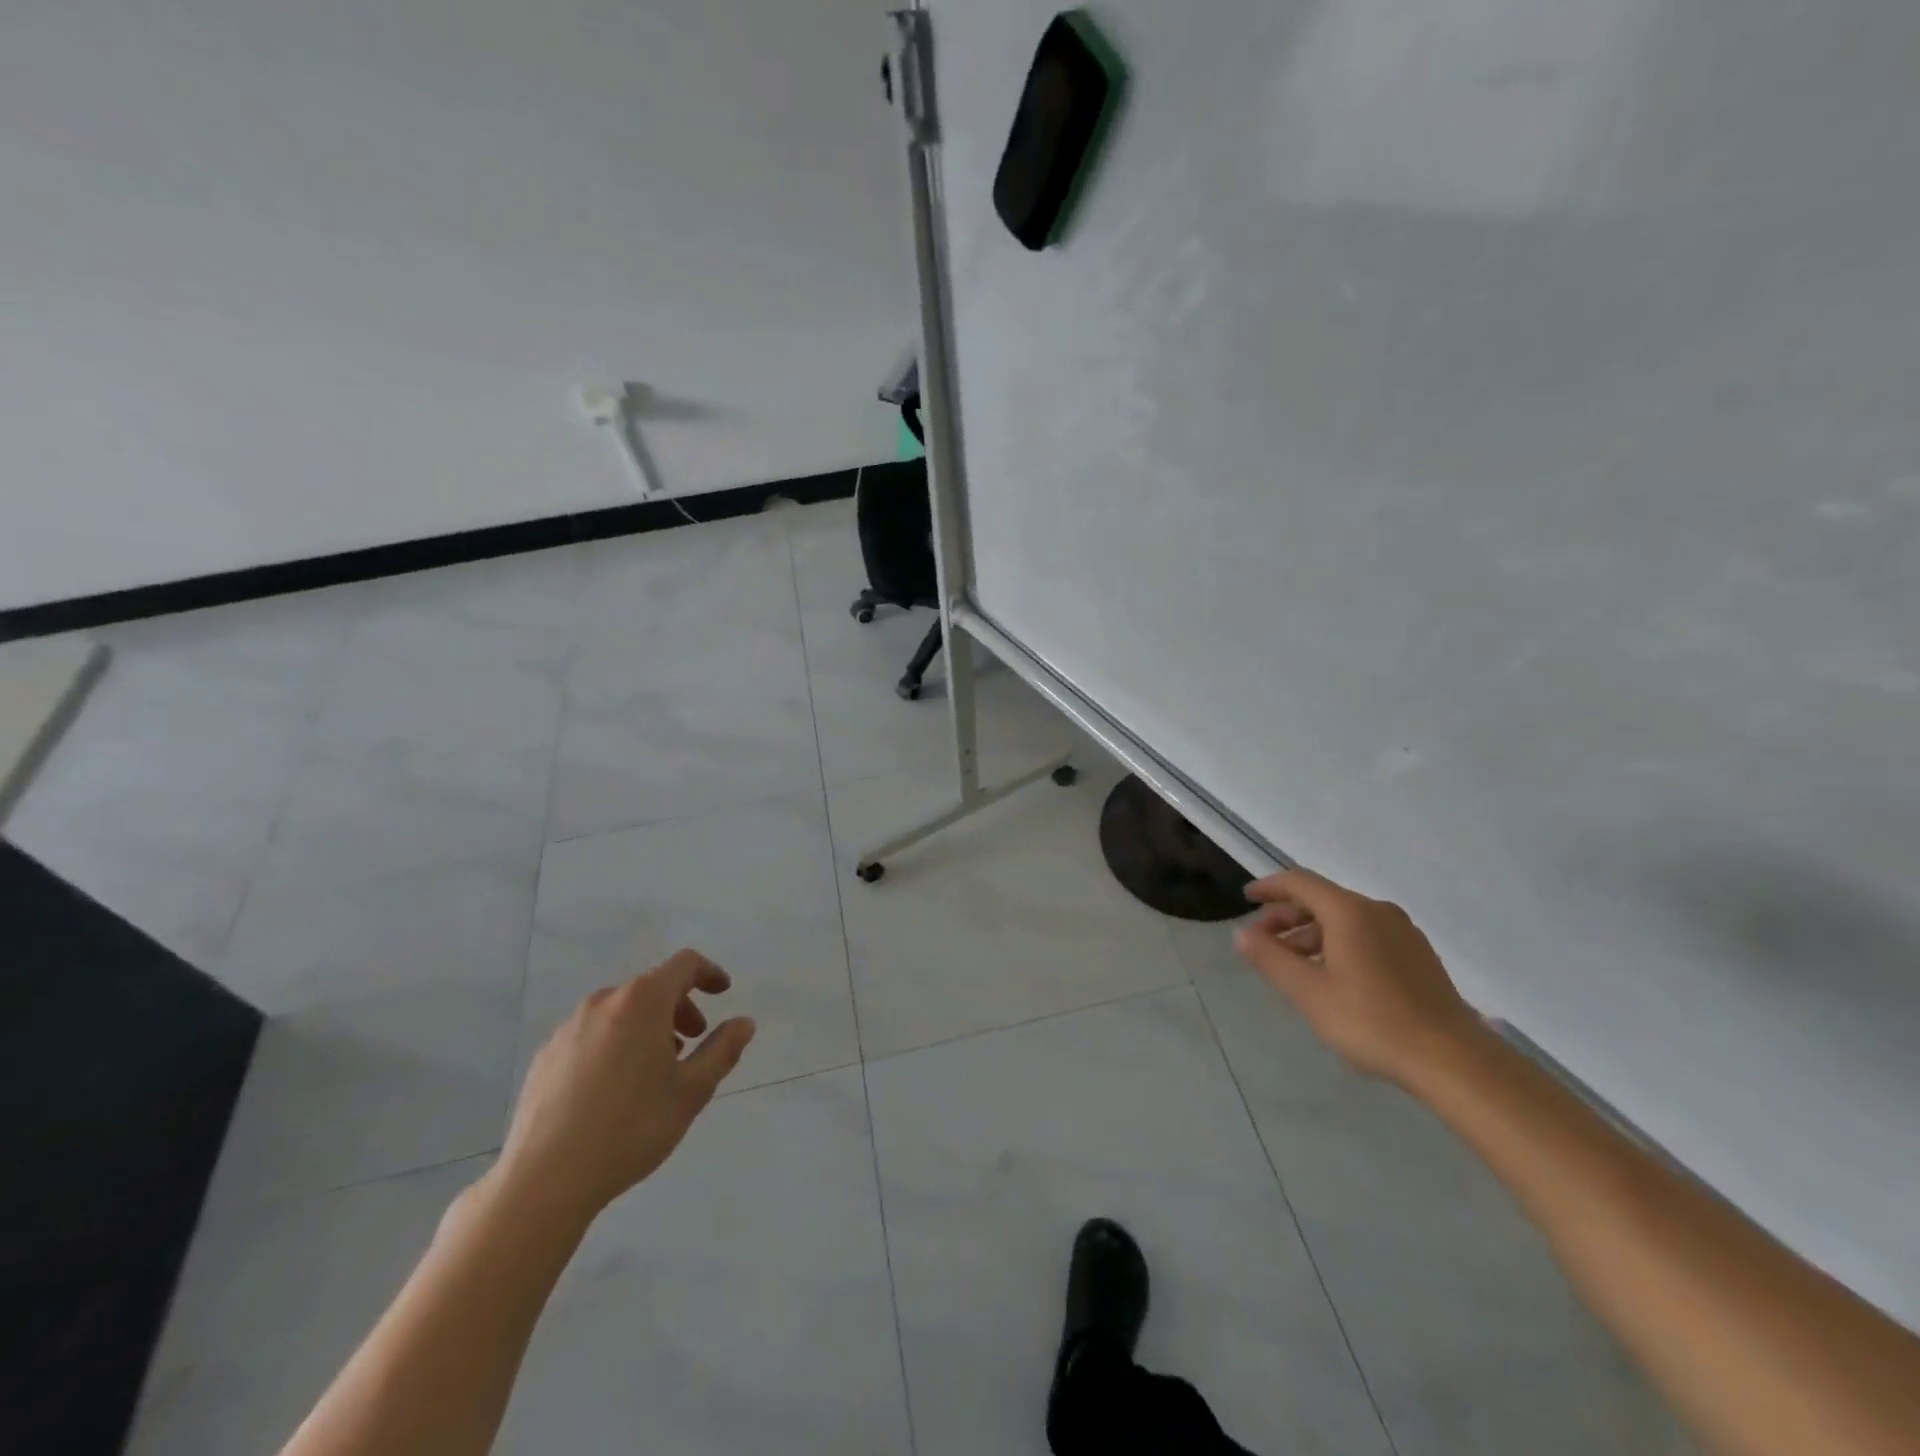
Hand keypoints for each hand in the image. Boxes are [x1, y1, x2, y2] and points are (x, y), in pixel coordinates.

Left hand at [492, 949, 755, 1228]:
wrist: (545, 1179)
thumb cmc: (631, 1128)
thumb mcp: (692, 1091)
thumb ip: (722, 1050)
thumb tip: (744, 1023)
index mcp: (642, 1001)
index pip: (684, 965)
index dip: (709, 972)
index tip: (723, 992)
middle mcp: (603, 1002)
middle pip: (651, 987)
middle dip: (679, 1007)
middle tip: (692, 1041)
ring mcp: (569, 1028)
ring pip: (620, 1011)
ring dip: (646, 1026)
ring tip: (654, 1069)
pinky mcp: (546, 1056)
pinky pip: (592, 1034)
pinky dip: (614, 1044)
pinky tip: (614, 1089)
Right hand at [1234, 868, 1483, 1085]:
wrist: (1453, 1059)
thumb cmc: (1371, 1020)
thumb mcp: (1308, 991)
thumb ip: (1271, 958)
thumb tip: (1242, 933)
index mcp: (1349, 911)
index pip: (1300, 883)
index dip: (1269, 888)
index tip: (1246, 899)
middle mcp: (1377, 911)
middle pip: (1322, 900)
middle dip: (1287, 916)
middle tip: (1263, 942)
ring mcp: (1403, 933)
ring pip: (1345, 919)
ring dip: (1311, 933)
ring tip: (1293, 964)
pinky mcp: (1418, 956)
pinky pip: (1366, 935)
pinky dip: (1338, 943)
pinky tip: (1332, 975)